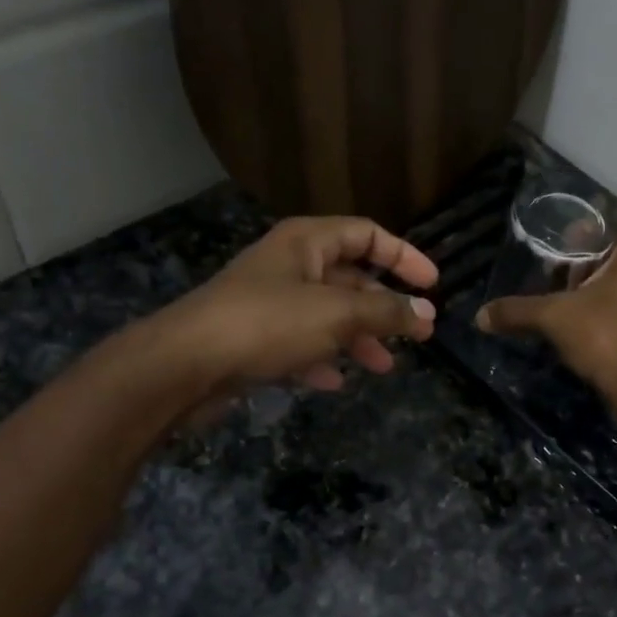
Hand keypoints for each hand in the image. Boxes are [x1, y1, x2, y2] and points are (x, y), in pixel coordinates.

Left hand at [153, 216, 438, 413]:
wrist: (184, 365)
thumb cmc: (266, 324)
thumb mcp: (336, 315)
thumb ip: (385, 313)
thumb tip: (426, 314)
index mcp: (307, 243)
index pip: (367, 234)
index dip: (404, 256)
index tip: (432, 285)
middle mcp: (289, 265)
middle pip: (349, 279)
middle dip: (384, 307)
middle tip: (418, 335)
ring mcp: (269, 303)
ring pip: (327, 315)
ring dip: (358, 339)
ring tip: (384, 366)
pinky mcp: (254, 339)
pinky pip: (300, 344)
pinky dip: (321, 359)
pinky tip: (333, 382)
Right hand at [475, 213, 616, 396]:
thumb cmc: (606, 338)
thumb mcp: (554, 318)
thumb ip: (517, 311)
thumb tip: (480, 316)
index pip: (610, 221)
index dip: (580, 234)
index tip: (558, 252)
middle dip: (591, 262)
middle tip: (563, 281)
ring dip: (607, 283)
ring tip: (578, 303)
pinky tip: (600, 321)